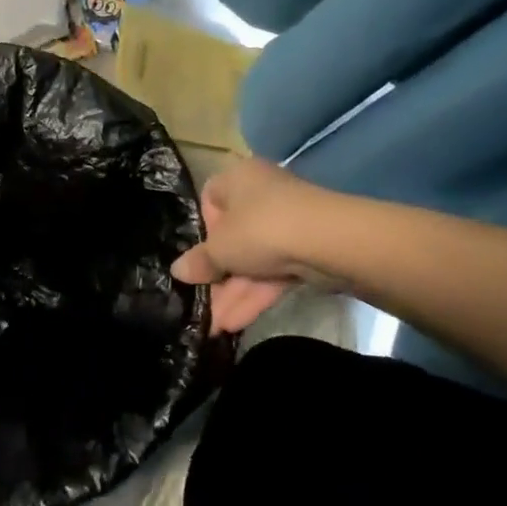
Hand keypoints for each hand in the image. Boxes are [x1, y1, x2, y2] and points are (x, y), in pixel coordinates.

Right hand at [173, 159, 324, 335]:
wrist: (329, 242)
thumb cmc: (260, 228)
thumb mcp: (220, 248)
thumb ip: (199, 261)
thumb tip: (177, 271)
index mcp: (237, 178)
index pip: (210, 199)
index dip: (202, 229)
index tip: (198, 255)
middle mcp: (262, 194)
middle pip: (233, 237)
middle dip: (218, 275)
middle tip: (203, 303)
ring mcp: (287, 223)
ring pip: (254, 260)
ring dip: (234, 293)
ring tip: (214, 326)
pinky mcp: (307, 251)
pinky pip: (274, 273)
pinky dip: (256, 295)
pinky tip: (235, 324)